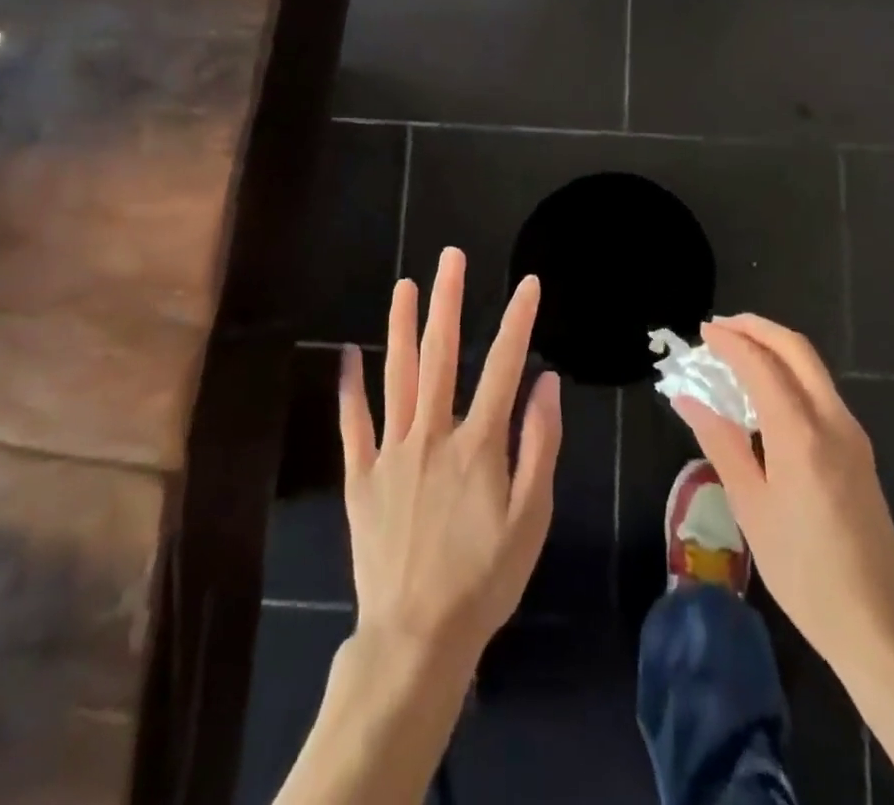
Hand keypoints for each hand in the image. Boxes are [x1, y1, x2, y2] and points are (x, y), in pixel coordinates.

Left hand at [339, 248, 561, 671]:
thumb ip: (540, 447)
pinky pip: (353, 424)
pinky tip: (346, 355)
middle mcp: (432, 434)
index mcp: (478, 444)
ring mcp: (392, 452)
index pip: (503, 367)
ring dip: (401, 327)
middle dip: (447, 301)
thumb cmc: (484, 579)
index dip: (517, 321)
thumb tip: (546, 384)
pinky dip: (350, 388)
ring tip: (404, 285)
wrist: (417, 637)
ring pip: (396, 376)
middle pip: (441, 355)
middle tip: (450, 257)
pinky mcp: (361, 476)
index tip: (527, 283)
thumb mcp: (531, 519)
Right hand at [671, 315, 893, 681]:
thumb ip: (721, 443)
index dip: (730, 342)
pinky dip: (789, 372)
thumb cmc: (804, 571)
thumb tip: (688, 399)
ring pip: (812, 367)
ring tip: (736, 352)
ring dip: (774, 347)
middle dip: (757, 328)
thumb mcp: (751, 508)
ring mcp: (852, 434)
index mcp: (800, 434)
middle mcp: (832, 420)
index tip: (702, 332)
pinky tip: (764, 391)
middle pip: (796, 349)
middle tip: (720, 327)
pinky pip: (820, 390)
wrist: (881, 625)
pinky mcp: (859, 450)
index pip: (761, 364)